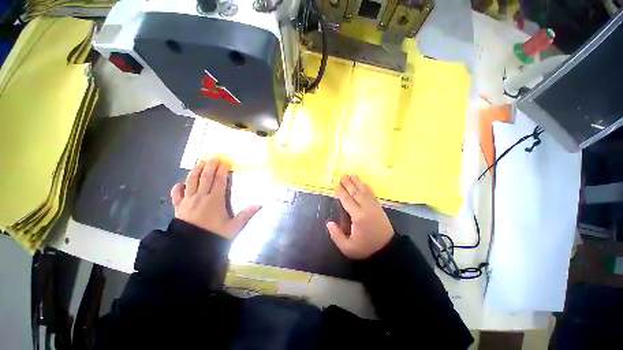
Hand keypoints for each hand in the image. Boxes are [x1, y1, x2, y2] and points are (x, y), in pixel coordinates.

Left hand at [171, 157, 260, 238]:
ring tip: (200, 162)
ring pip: (191, 181)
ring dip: (195, 171)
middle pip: (205, 177)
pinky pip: (177, 194)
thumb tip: (260, 204)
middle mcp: (201, 197)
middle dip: (210, 166)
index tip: (225, 161)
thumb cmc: (214, 235)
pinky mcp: (178, 207)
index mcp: (215, 200)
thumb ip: (246, 214)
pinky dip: (178, 187)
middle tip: (213, 156)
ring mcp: (188, 201)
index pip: (219, 181)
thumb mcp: (234, 227)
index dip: (222, 170)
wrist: (191, 248)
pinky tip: (181, 183)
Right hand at [327, 174, 394, 259]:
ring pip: (364, 191)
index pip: (347, 201)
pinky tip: (365, 183)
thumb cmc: (366, 249)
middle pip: (355, 193)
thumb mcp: (348, 248)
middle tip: (343, 174)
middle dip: (348, 183)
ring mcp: (374, 207)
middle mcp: (366, 208)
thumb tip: (329, 223)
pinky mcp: (379, 208)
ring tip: (352, 174)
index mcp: (358, 217)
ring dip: (358, 182)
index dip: (341, 192)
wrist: (388, 250)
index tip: (336, 184)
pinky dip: (368, 188)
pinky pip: (373, 195)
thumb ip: (336, 235)